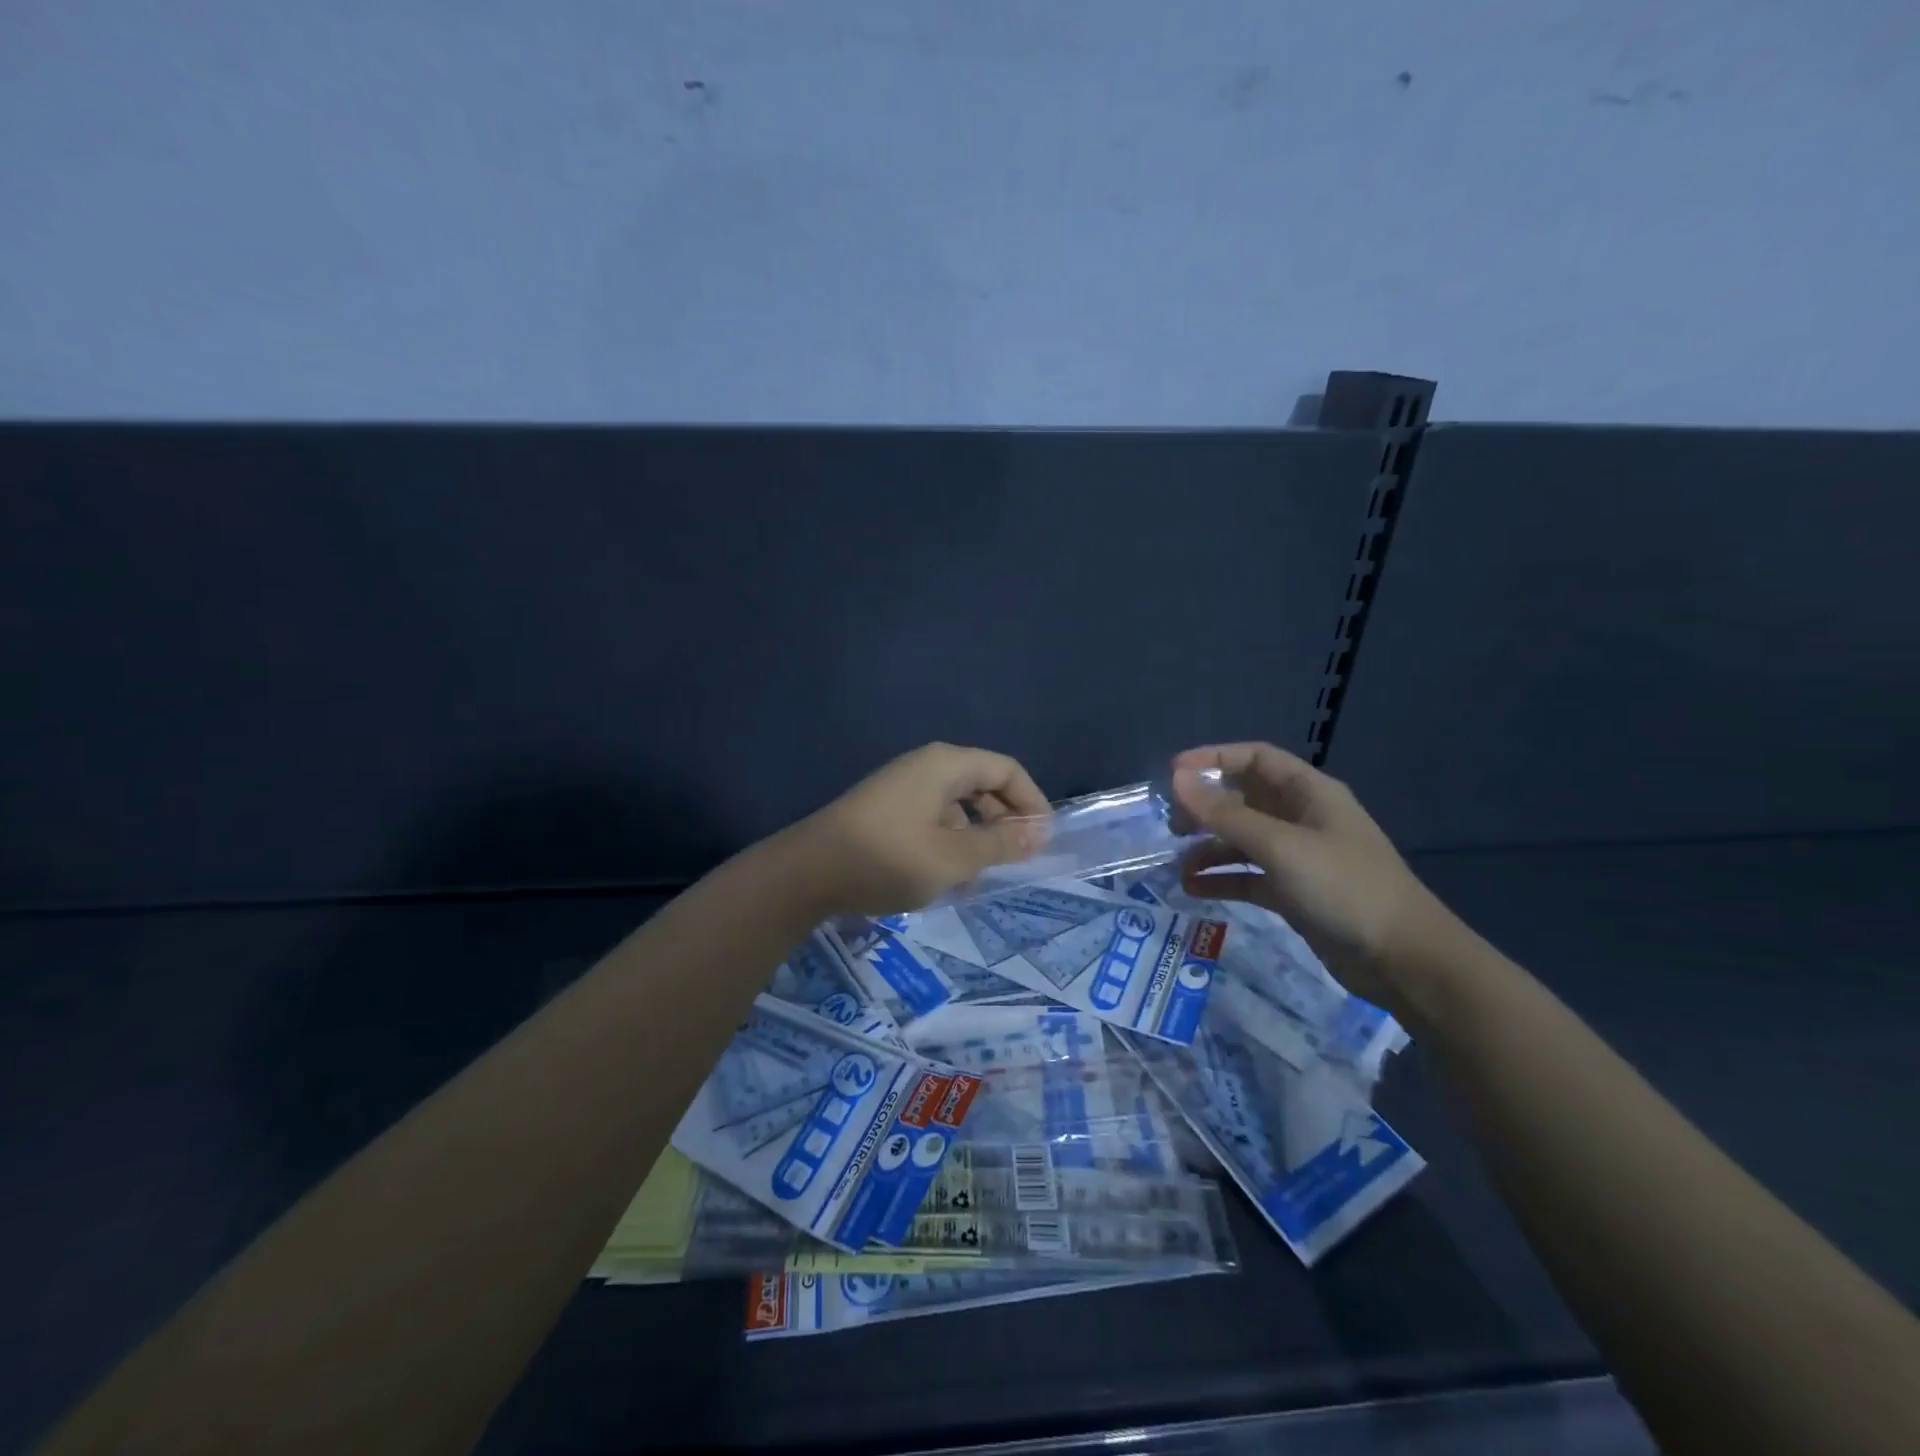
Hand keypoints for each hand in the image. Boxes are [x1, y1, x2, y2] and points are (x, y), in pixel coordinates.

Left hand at [800, 743, 1049, 916]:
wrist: (806, 872)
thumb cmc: (887, 859)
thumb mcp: (953, 858)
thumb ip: (1000, 844)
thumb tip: (1038, 833)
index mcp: (946, 765)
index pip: (1006, 769)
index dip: (1031, 801)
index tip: (1042, 841)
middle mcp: (926, 767)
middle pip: (982, 784)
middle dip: (1004, 820)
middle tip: (1016, 859)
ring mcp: (902, 787)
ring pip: (957, 805)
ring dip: (976, 837)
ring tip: (980, 878)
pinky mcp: (886, 810)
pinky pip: (933, 818)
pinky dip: (949, 843)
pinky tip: (946, 878)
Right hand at [1170, 742, 1451, 1008]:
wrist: (1403, 959)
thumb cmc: (1344, 887)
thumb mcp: (1280, 846)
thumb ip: (1225, 814)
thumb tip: (1177, 779)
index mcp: (1309, 793)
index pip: (1255, 759)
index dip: (1213, 758)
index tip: (1173, 772)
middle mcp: (1301, 818)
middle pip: (1244, 799)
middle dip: (1205, 808)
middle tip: (1172, 824)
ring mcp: (1298, 857)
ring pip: (1242, 840)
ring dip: (1209, 848)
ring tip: (1178, 866)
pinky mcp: (1294, 893)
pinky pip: (1248, 876)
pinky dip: (1222, 879)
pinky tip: (1194, 889)